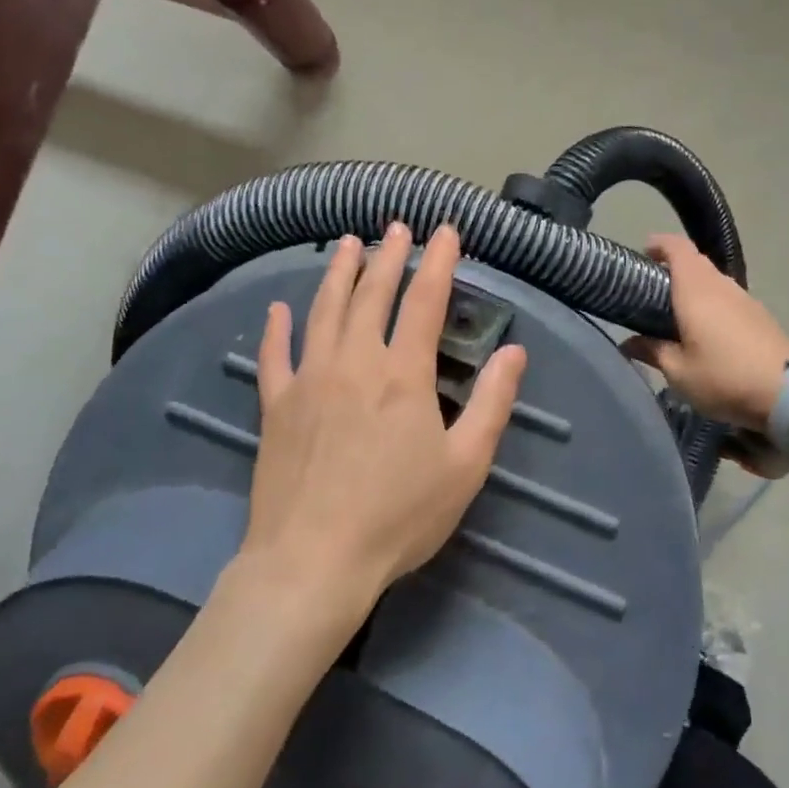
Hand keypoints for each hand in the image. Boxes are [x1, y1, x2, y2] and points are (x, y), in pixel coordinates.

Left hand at [244, 223, 526, 613]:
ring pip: (324, 310)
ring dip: (338, 273)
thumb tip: (514, 352)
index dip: (438, 261)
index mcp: (403, 374)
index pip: (424, 301)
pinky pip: (274, 354)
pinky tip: (277, 307)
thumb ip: (493, 404)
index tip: (445, 230)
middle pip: (371, 294)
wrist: (313, 560)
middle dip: (388, 256)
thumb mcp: (465, 466)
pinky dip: (275, 327)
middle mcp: (354, 361)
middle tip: (396, 227)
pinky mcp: (275, 405)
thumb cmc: (399, 516)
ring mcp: (308, 379)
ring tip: (348, 243)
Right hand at [620, 233, 788, 433]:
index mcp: (697, 290)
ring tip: (676, 313)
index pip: (677, 248)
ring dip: (694, 288)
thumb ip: (651, 351)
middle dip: (672, 268)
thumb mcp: (678, 372)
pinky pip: (728, 298)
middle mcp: (722, 286)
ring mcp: (745, 299)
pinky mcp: (760, 316)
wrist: (788, 395)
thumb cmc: (723, 377)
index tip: (642, 254)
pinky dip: (711, 304)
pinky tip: (705, 331)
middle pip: (695, 262)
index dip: (659, 244)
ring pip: (713, 280)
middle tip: (651, 291)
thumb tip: (628, 343)